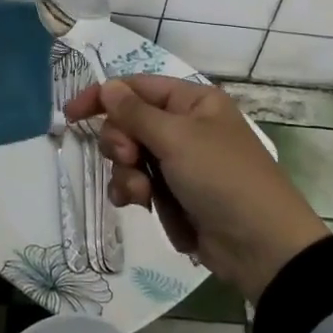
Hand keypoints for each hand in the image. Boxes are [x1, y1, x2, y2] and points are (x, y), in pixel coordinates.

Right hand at [62, 75, 327, 302]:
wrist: (261, 247)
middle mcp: (185, 127)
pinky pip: (140, 185)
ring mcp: (180, 163)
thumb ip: (136, 113)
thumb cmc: (223, 178)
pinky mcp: (175, 195)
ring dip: (128, 175)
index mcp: (193, 102)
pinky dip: (136, 194)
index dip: (103, 97)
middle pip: (129, 124)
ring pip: (130, 158)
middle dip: (122, 144)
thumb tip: (108, 86)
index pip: (137, 88)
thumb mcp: (177, 139)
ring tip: (144, 195)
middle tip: (131, 160)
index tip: (70, 115)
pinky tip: (142, 206)